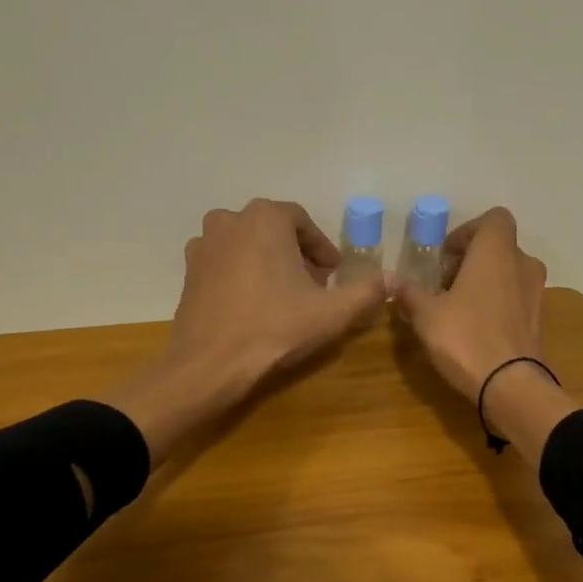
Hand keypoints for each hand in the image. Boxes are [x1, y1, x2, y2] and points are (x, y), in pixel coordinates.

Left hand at [107, 199, 388, 460]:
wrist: (211, 363)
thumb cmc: (275, 328)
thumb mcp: (333, 313)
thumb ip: (367, 292)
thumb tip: (393, 279)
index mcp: (266, 218)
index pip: (302, 222)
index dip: (321, 248)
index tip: (332, 274)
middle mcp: (230, 220)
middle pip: (273, 230)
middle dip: (296, 254)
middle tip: (312, 286)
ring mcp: (204, 244)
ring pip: (247, 245)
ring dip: (267, 261)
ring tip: (283, 295)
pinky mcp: (189, 271)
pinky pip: (224, 263)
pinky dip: (241, 274)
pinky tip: (253, 305)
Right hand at [394, 207, 545, 398]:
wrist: (510, 385)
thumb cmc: (465, 337)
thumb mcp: (427, 315)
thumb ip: (410, 292)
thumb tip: (391, 279)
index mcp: (497, 251)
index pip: (494, 219)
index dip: (467, 231)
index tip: (446, 257)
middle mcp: (523, 264)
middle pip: (500, 247)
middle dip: (473, 259)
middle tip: (446, 283)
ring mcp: (537, 292)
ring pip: (510, 273)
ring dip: (487, 281)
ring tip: (460, 307)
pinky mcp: (540, 319)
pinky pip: (517, 298)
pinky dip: (499, 303)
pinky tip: (477, 327)